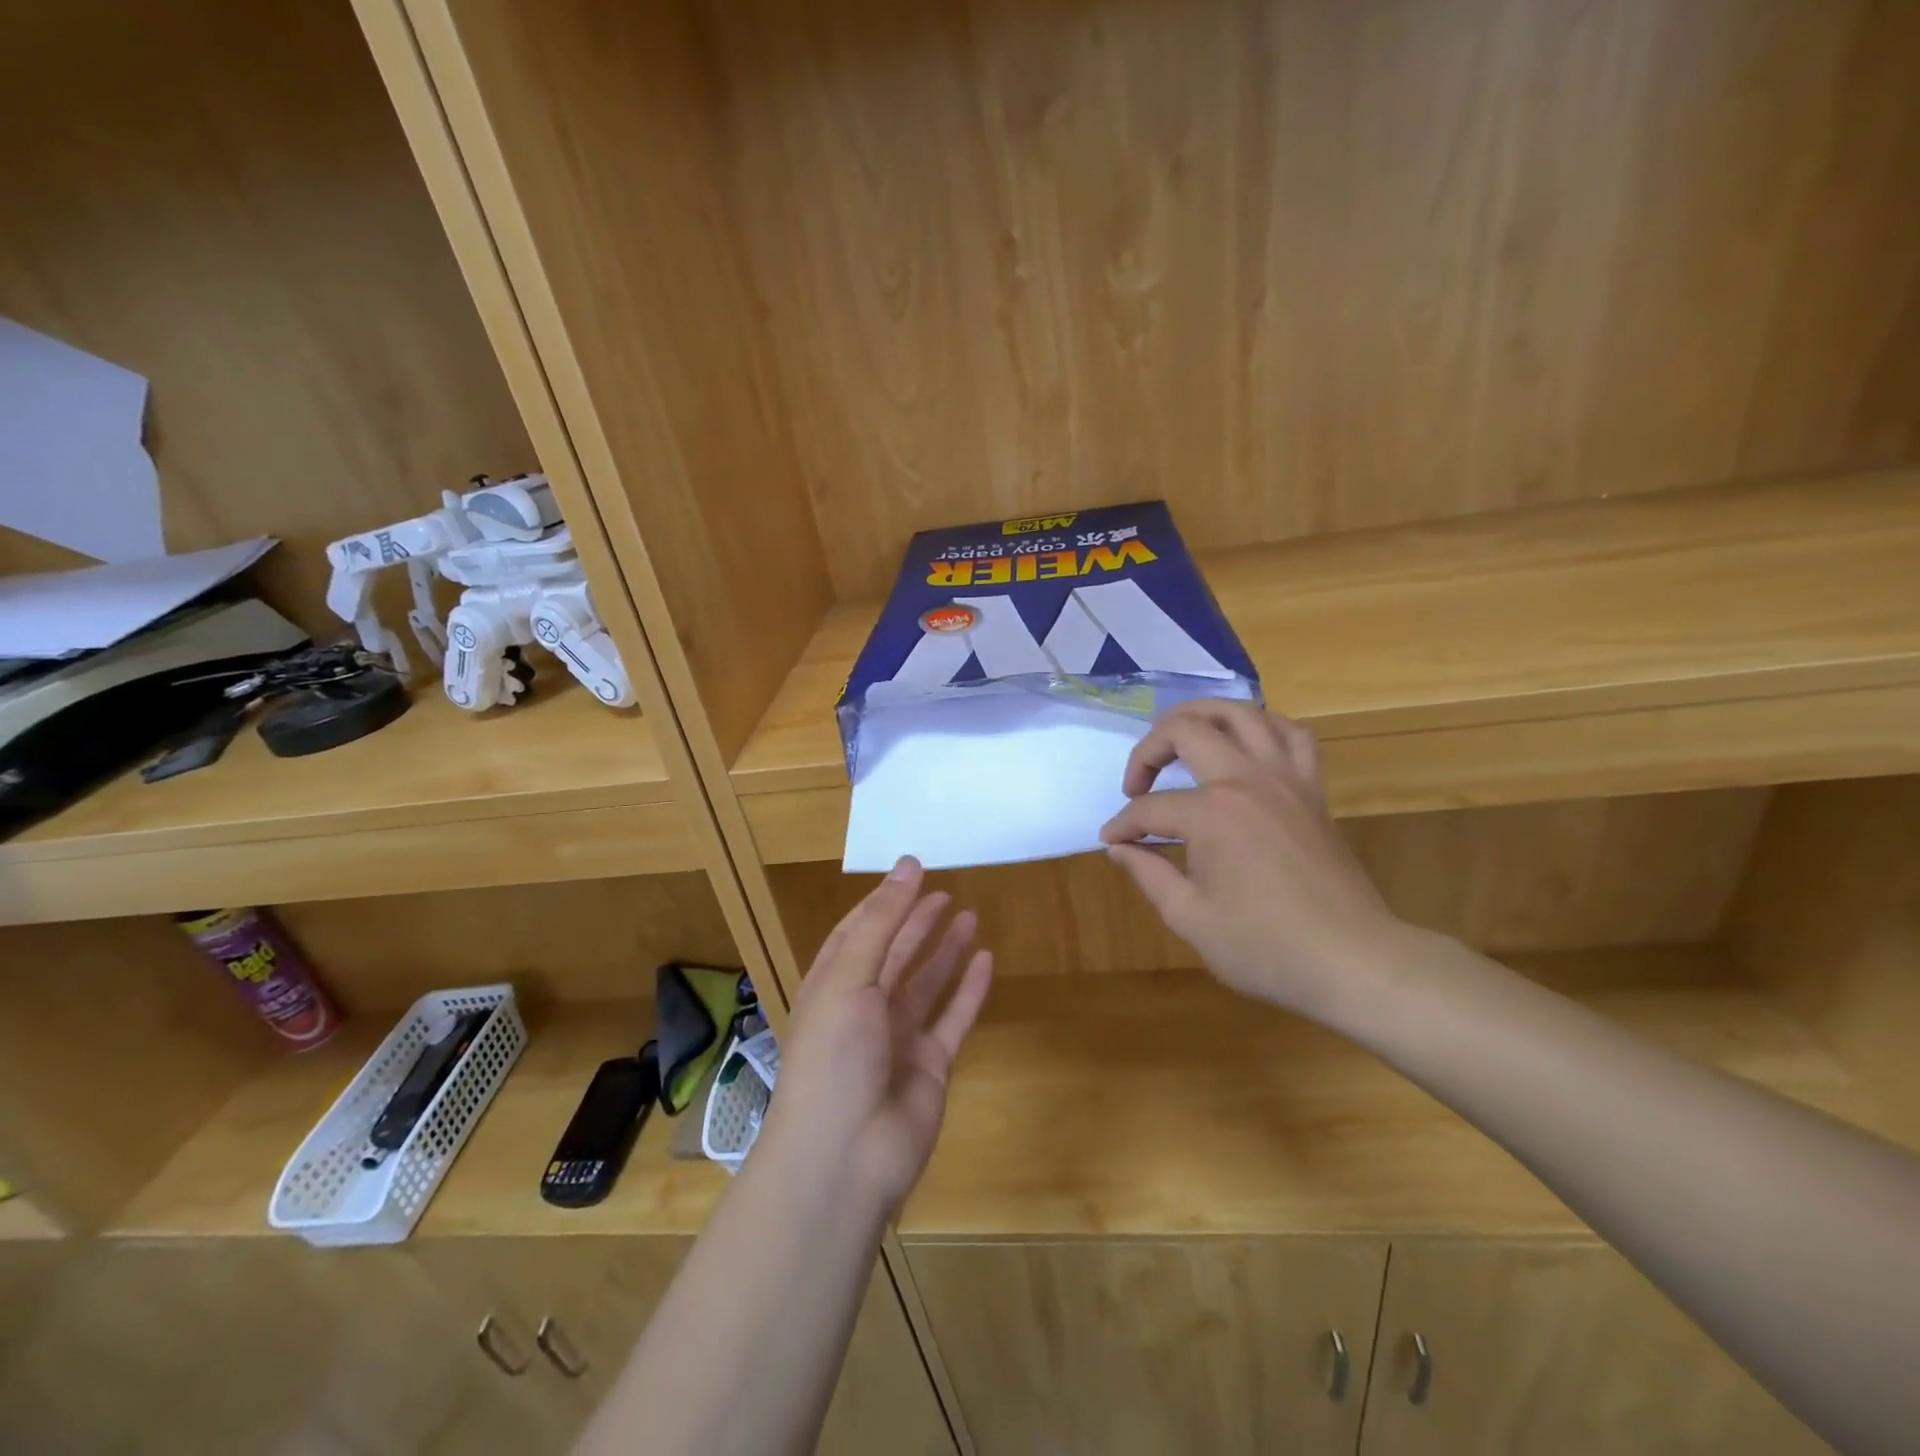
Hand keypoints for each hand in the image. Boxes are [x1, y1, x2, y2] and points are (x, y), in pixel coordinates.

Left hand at [763, 857, 993, 1214]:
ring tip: (970, 916)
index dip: (883, 902)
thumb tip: (908, 863)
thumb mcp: (849, 976)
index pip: (857, 931)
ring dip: (945, 951)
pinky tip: (986, 961)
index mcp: (832, 985)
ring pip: (926, 983)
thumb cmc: (834, 1055)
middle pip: (895, 954)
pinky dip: (969, 990)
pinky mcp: (930, 1065)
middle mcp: (863, 1007)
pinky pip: (953, 1018)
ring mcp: (898, 1038)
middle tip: (946, 891)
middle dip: (916, 922)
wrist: (846, 1155)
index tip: (912, 871)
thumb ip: (882, 920)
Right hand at [1100, 700, 1409, 1017]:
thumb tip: (1119, 846)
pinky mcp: (1312, 789)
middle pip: (1186, 731)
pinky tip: (1246, 745)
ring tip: (1179, 738)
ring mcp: (1285, 778)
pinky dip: (1263, 727)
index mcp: (1211, 814)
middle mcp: (1246, 780)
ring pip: (1240, 713)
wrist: (1353, 961)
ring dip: (1201, 716)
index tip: (1111, 842)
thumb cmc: (1265, 947)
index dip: (1122, 825)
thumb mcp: (1190, 917)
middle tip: (1136, 784)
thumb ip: (1148, 873)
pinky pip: (1292, 734)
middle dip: (1147, 751)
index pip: (1150, 808)